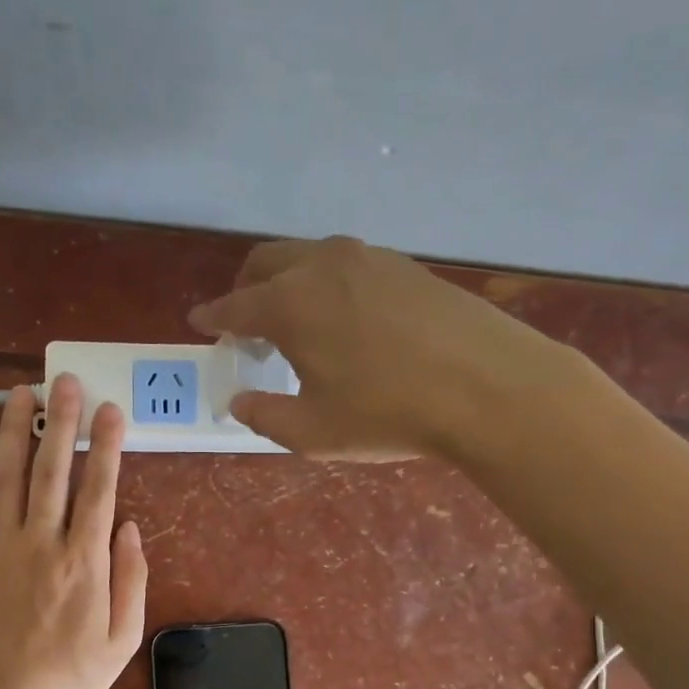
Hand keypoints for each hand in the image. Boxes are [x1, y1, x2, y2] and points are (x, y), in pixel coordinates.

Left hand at [0, 375, 146, 688]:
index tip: (111, 410)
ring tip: (20, 393)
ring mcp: (0, 545)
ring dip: (13, 431)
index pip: (98, 488)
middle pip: (51, 469)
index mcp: (84, 559)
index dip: (106, 445)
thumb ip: (132, 580)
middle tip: (64, 380)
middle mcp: (42, 540)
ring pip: (6, 476)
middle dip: (60, 421)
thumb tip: (129, 528)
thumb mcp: (122, 638)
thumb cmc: (68, 674)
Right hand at [189, 236, 544, 458]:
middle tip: (245, 322)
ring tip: (297, 322)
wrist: (488, 386)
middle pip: (266, 262)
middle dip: (245, 288)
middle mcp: (322, 265)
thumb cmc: (388, 413)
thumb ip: (265, 415)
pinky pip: (348, 265)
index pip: (235, 305)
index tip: (200, 322)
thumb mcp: (313, 432)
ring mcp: (368, 258)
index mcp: (290, 303)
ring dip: (288, 282)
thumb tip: (241, 401)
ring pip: (309, 256)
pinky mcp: (406, 265)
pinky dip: (327, 284)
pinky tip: (346, 319)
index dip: (214, 317)